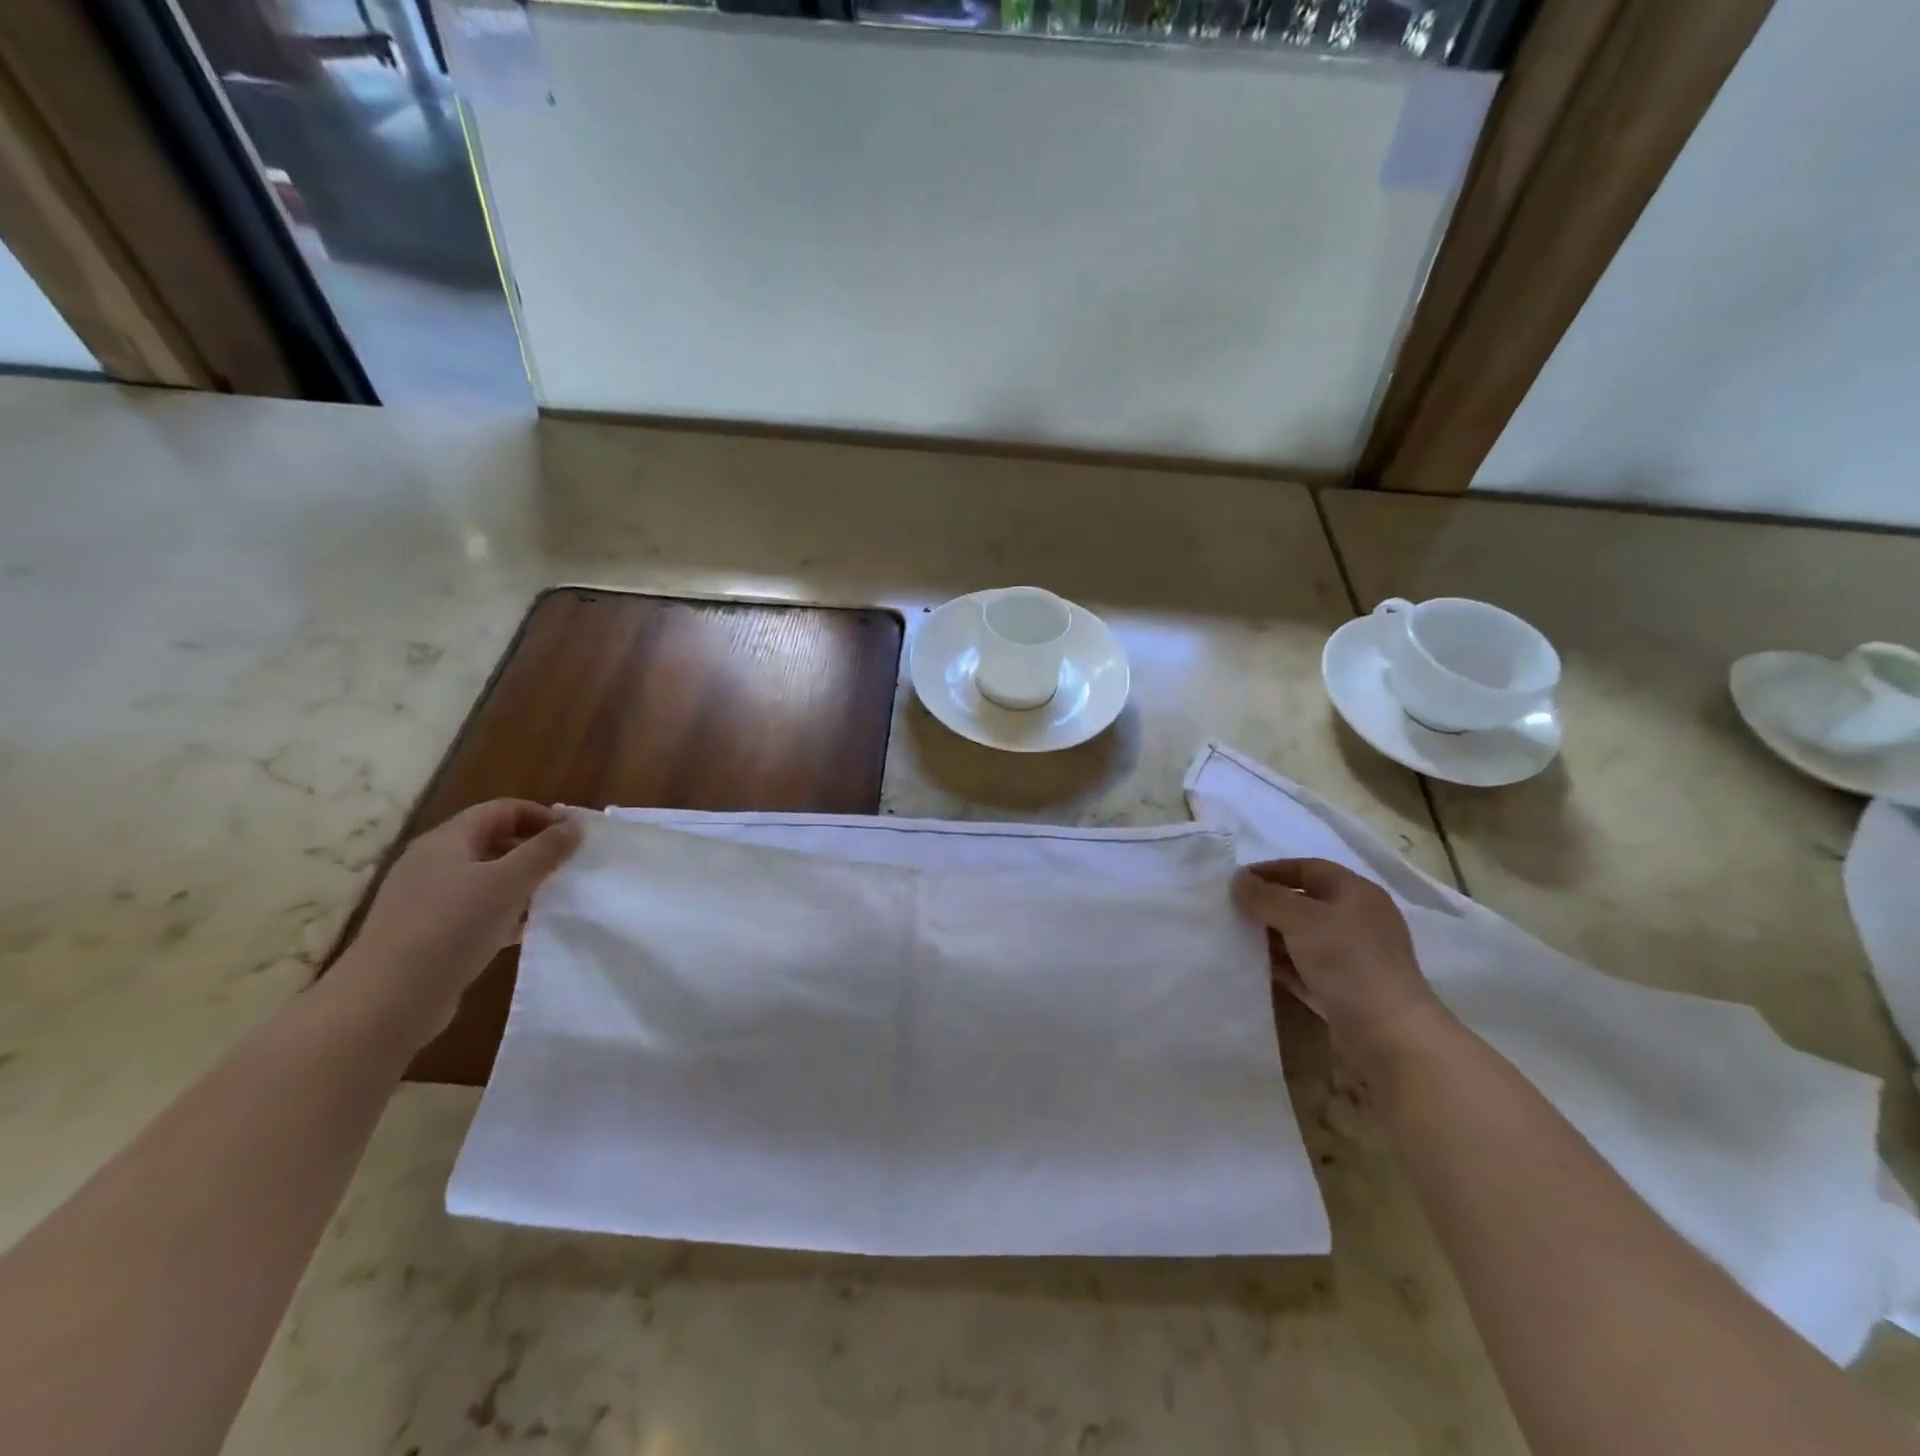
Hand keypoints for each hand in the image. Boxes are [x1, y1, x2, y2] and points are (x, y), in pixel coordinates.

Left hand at [337, 800, 582, 1044]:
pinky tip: (522, 930)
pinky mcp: (425, 932)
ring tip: (551, 899)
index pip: (502, 810)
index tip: (574, 837)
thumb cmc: (452, 927)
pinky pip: (473, 909)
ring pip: (484, 877)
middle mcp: (432, 862)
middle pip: (492, 840)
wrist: (387, 1000)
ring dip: (520, 883)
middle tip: (567, 867)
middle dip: (533, 850)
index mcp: (447, 840)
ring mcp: (425, 899)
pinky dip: (502, 912)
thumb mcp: (509, 883)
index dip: (542, 816)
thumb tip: (575, 825)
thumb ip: (545, 851)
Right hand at [1231, 858, 1448, 1067]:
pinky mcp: (1342, 988)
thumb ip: (1265, 897)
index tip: (1237, 881)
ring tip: (1235, 936)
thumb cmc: (1348, 962)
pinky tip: (1252, 965)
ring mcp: (1351, 956)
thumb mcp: (1301, 920)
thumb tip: (1237, 880)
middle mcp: (1356, 919)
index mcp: (1356, 893)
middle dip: (1267, 904)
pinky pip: (1302, 966)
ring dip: (1270, 935)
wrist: (1388, 1035)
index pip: (1307, 868)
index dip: (1272, 870)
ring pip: (1301, 935)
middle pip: (1303, 902)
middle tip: (1231, 909)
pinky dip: (1279, 963)